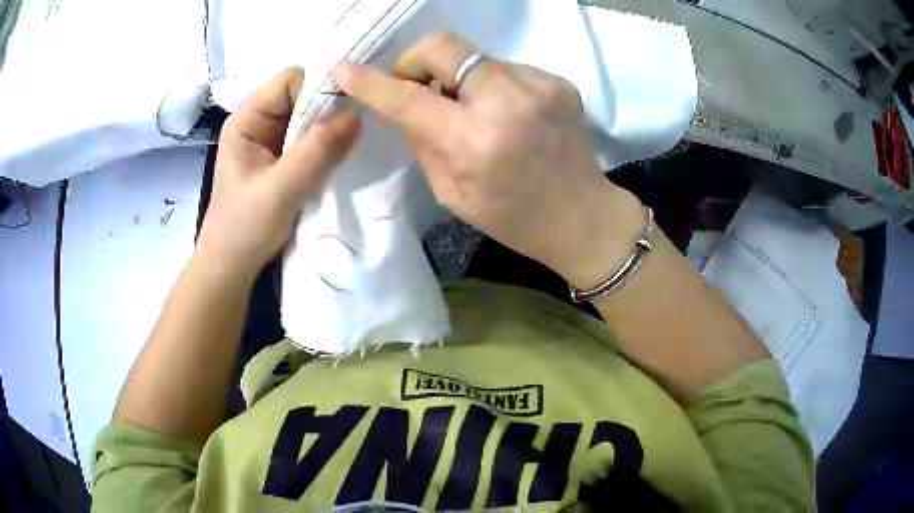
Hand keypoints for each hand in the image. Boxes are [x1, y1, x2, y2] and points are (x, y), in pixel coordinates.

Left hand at [197, 68, 360, 280]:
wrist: (232, 268)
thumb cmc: (245, 228)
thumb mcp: (281, 188)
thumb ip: (317, 150)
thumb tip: (358, 115)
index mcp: (248, 120)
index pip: (291, 81)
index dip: (321, 85)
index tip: (353, 103)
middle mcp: (259, 123)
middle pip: (302, 97)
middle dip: (330, 108)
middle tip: (362, 123)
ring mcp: (271, 143)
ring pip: (309, 120)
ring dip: (331, 129)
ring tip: (356, 140)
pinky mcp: (282, 162)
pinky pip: (310, 142)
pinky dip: (327, 146)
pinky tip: (343, 155)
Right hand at [331, 32, 643, 284]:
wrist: (583, 217)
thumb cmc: (514, 218)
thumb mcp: (452, 193)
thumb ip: (423, 141)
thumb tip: (405, 105)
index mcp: (475, 141)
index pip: (408, 98)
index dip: (369, 80)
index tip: (343, 67)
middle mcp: (507, 101)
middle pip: (444, 45)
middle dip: (417, 60)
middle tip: (416, 85)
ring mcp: (539, 85)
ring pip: (475, 56)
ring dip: (458, 77)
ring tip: (469, 109)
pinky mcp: (558, 81)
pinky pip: (505, 69)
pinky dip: (491, 85)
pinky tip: (505, 113)